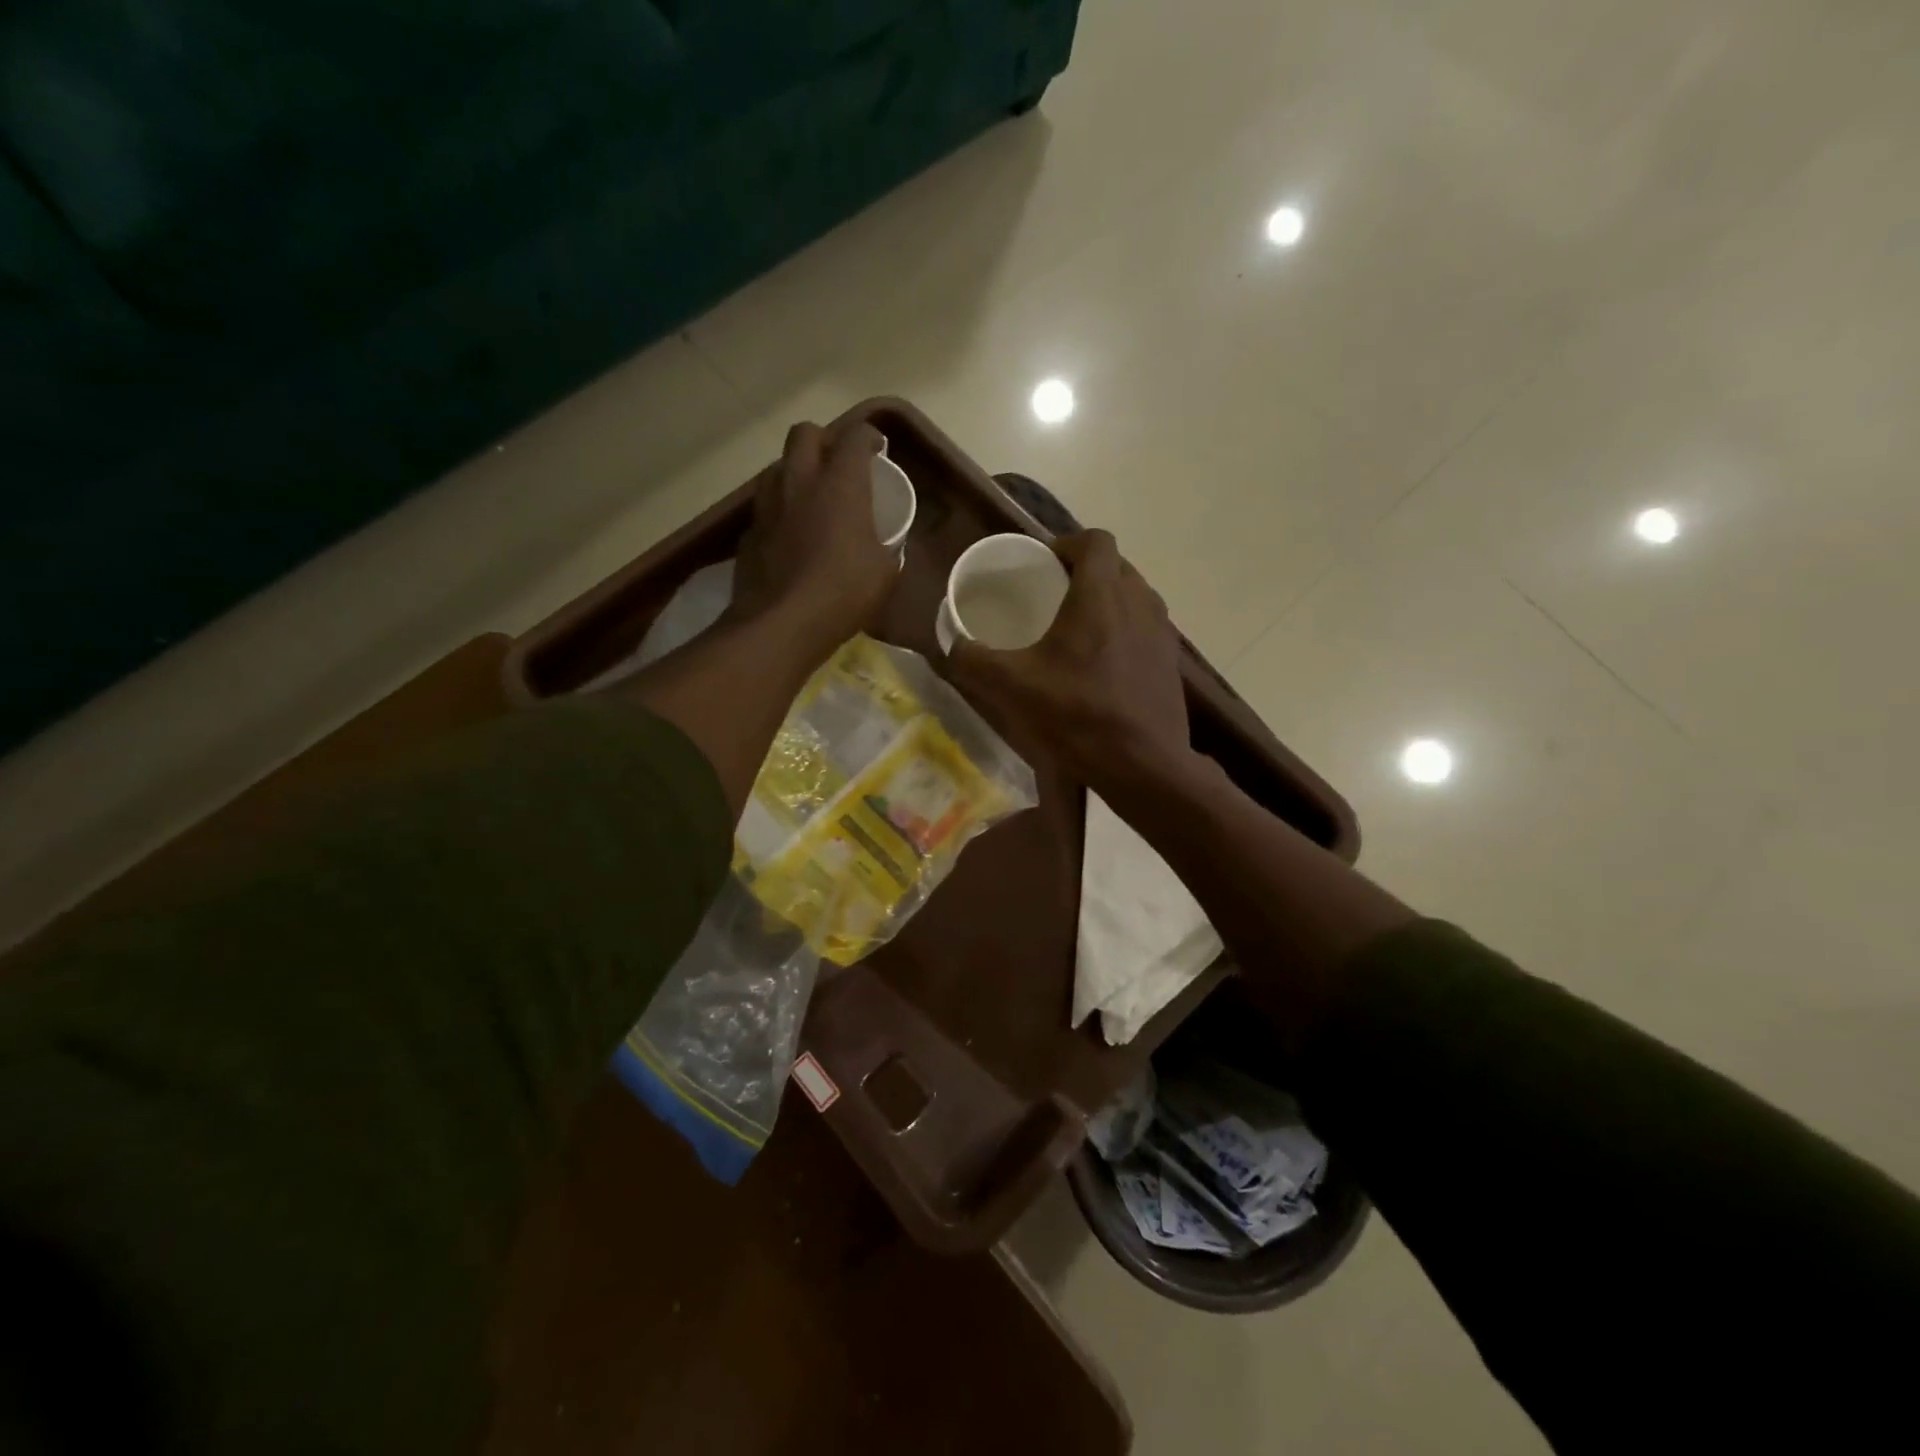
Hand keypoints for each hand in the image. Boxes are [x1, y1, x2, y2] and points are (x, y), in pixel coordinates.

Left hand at [728, 421, 897, 649]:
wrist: (782, 624)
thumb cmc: (843, 593)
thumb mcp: (884, 573)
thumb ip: (887, 547)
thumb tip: (887, 546)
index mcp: (840, 484)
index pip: (854, 436)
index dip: (867, 437)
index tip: (876, 449)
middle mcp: (800, 481)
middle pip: (804, 433)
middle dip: (823, 441)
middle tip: (837, 465)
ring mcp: (768, 505)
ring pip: (778, 466)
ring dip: (795, 472)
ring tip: (810, 497)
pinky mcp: (749, 531)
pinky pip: (765, 506)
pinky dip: (779, 510)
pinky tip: (789, 535)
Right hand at [949, 530, 1192, 790]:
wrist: (1143, 765)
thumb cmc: (1078, 715)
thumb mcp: (1013, 687)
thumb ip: (975, 660)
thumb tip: (952, 644)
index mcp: (1101, 595)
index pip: (1095, 541)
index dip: (1067, 543)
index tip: (1043, 563)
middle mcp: (1139, 602)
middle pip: (1115, 565)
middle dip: (1084, 571)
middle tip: (1053, 594)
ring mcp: (1161, 632)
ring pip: (1133, 595)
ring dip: (1107, 600)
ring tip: (1077, 627)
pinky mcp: (1170, 661)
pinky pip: (1145, 626)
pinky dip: (1123, 630)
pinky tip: (1102, 663)